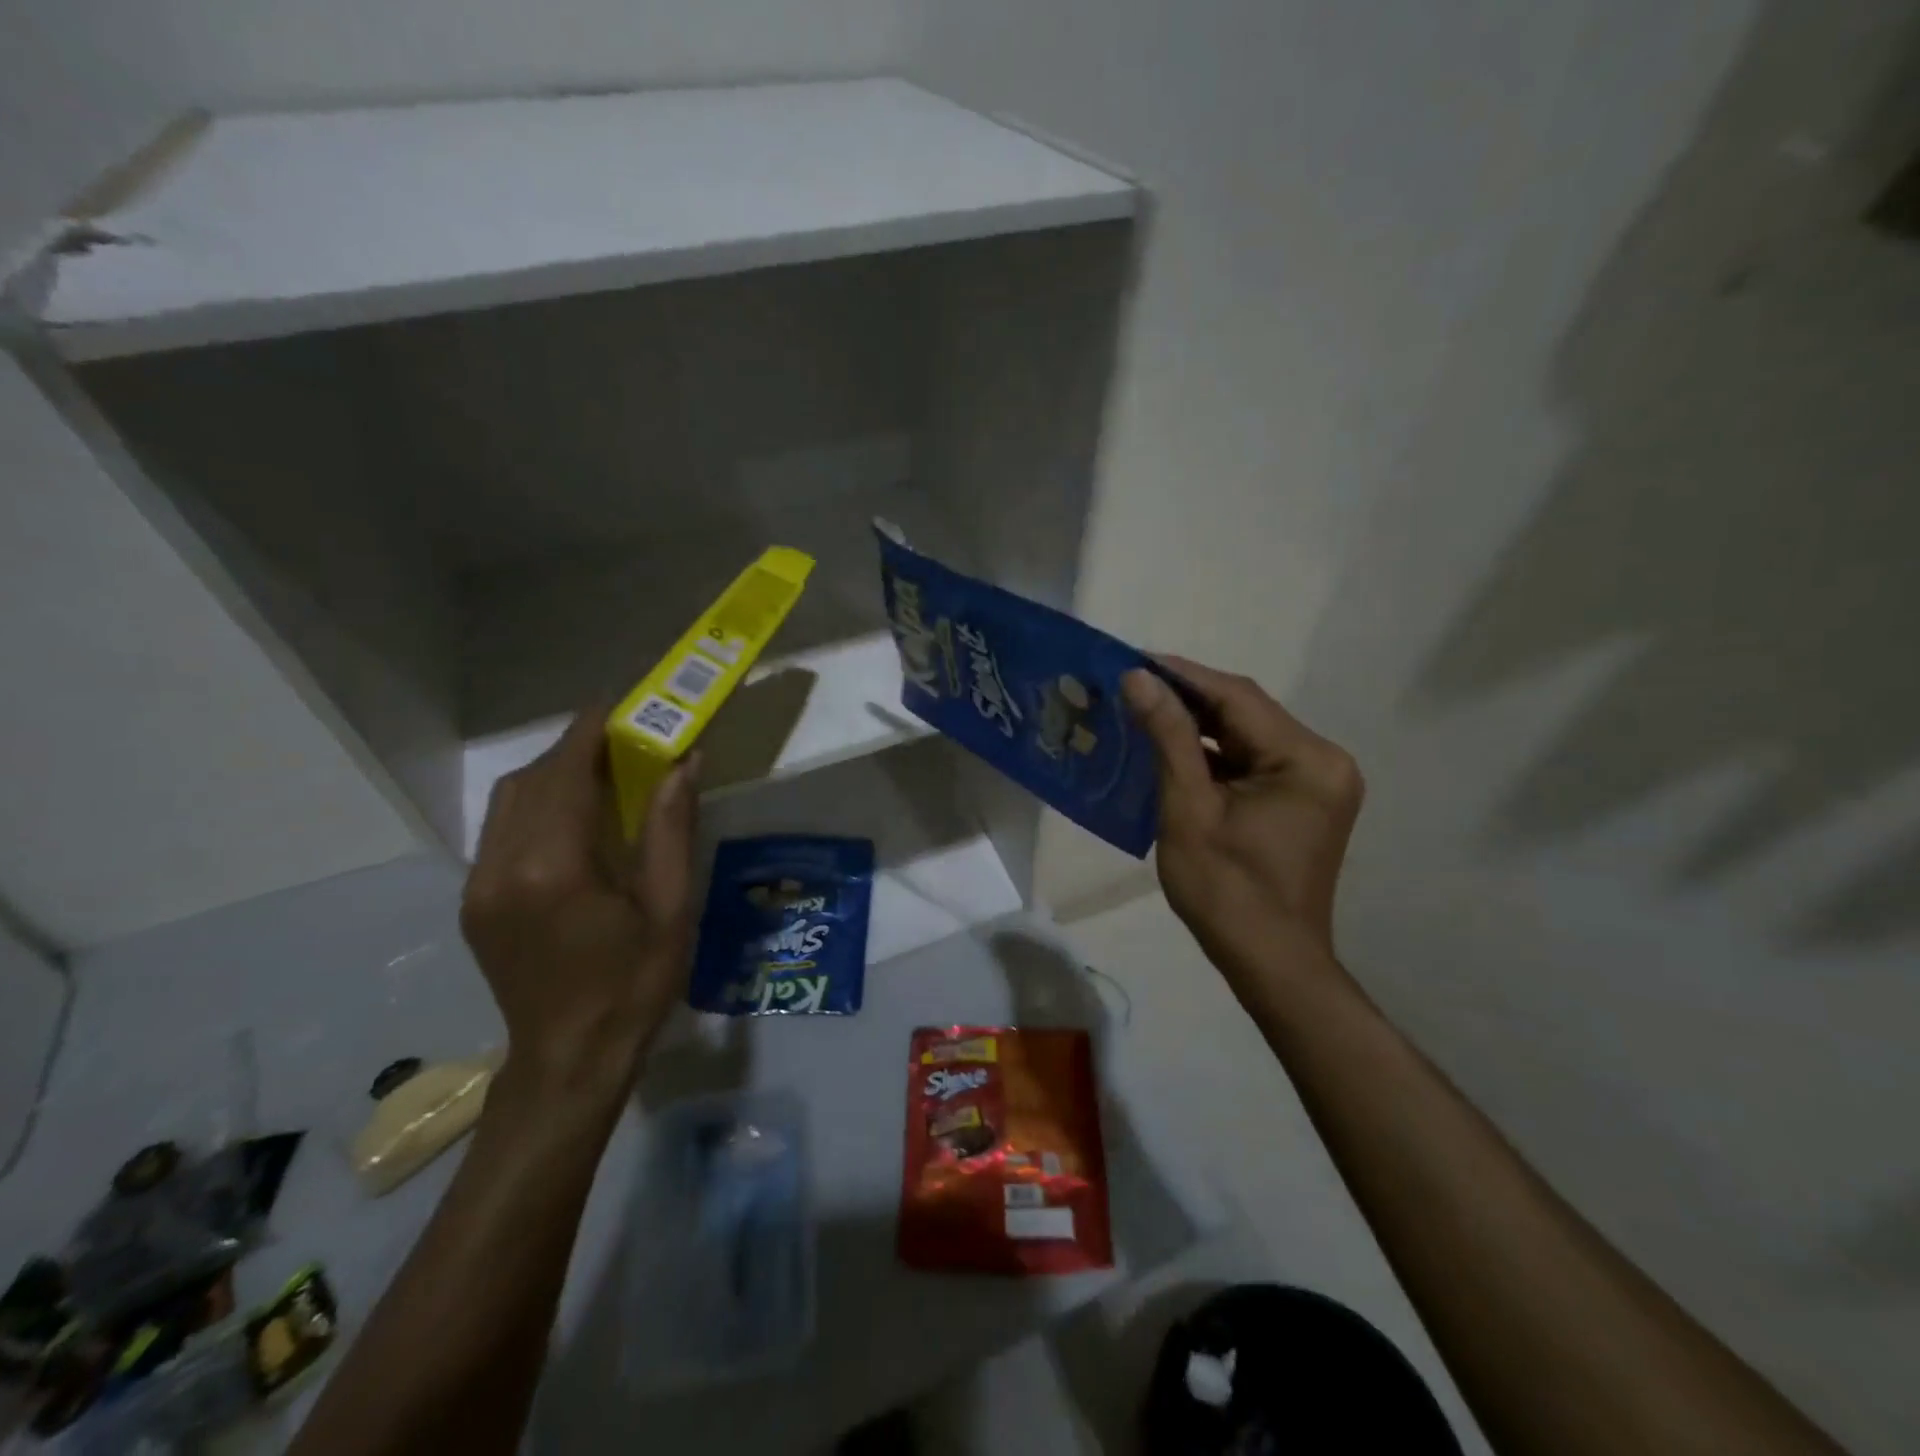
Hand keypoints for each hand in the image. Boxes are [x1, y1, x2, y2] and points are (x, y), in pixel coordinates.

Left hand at [460, 709, 699, 1107]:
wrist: (569, 1059)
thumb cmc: (635, 984)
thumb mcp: (671, 907)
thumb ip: (671, 828)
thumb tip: (684, 762)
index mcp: (555, 867)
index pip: (566, 773)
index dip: (591, 730)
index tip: (621, 702)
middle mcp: (503, 866)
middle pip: (533, 779)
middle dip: (576, 748)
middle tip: (625, 738)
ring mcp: (479, 885)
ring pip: (509, 800)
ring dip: (553, 774)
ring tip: (601, 771)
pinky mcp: (474, 902)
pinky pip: (500, 830)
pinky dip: (536, 805)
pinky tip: (573, 819)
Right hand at [1122, 657, 1363, 987]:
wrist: (1270, 963)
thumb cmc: (1226, 892)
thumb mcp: (1188, 810)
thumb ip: (1168, 737)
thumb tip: (1138, 677)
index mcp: (1306, 760)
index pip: (1237, 698)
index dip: (1182, 675)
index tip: (1132, 659)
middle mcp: (1322, 760)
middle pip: (1245, 713)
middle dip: (1187, 698)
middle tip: (1130, 684)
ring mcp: (1316, 781)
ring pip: (1246, 735)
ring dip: (1196, 725)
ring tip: (1141, 710)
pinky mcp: (1303, 800)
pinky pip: (1252, 761)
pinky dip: (1212, 754)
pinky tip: (1170, 748)